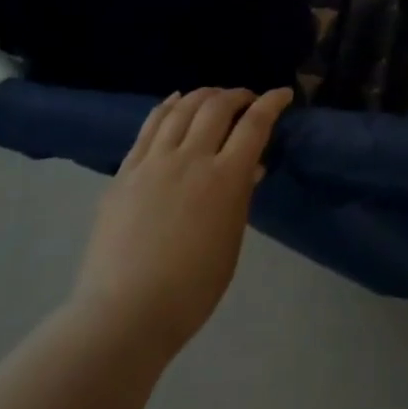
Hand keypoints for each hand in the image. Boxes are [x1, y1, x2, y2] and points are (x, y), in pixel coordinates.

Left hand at [67, 86, 290, 358]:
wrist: (124, 315)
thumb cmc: (191, 290)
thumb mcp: (230, 242)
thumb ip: (240, 198)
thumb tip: (249, 167)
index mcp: (224, 179)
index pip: (255, 124)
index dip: (272, 102)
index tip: (283, 94)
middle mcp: (190, 159)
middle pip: (217, 106)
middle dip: (238, 95)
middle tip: (248, 100)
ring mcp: (153, 162)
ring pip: (181, 108)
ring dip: (203, 95)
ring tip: (214, 97)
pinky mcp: (125, 172)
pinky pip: (149, 126)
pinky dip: (167, 106)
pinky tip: (175, 100)